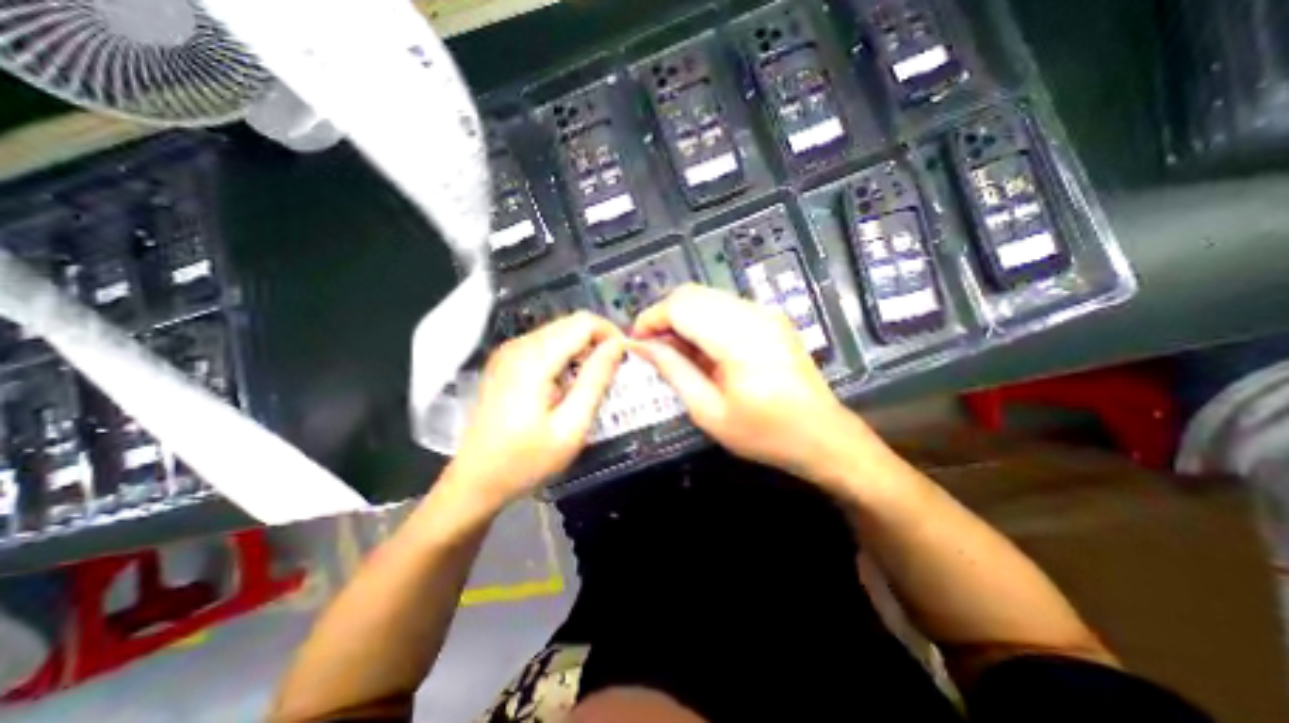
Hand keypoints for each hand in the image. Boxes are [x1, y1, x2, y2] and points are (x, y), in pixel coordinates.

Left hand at [450, 310, 625, 506]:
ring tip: (595, 380)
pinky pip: (546, 345)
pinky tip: (570, 384)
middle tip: (614, 372)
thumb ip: (595, 381)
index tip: (626, 359)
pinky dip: (567, 356)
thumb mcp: (571, 427)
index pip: (584, 322)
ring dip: (584, 349)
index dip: (611, 334)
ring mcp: (509, 352)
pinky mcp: (506, 362)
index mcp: (534, 358)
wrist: (474, 480)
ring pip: (560, 332)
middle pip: (571, 323)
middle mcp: (519, 345)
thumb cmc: (524, 460)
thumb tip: (617, 347)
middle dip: (599, 341)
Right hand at [630, 283, 858, 479]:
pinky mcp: (769, 317)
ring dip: (683, 318)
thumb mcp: (709, 412)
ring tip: (676, 352)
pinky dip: (703, 321)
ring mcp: (764, 312)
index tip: (637, 342)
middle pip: (691, 294)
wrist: (821, 435)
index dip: (651, 319)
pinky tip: (702, 349)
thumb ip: (673, 371)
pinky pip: (724, 306)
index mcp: (738, 338)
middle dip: (664, 317)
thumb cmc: (764, 432)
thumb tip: (641, 346)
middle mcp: (752, 314)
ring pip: (706, 297)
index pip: (681, 306)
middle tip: (654, 349)